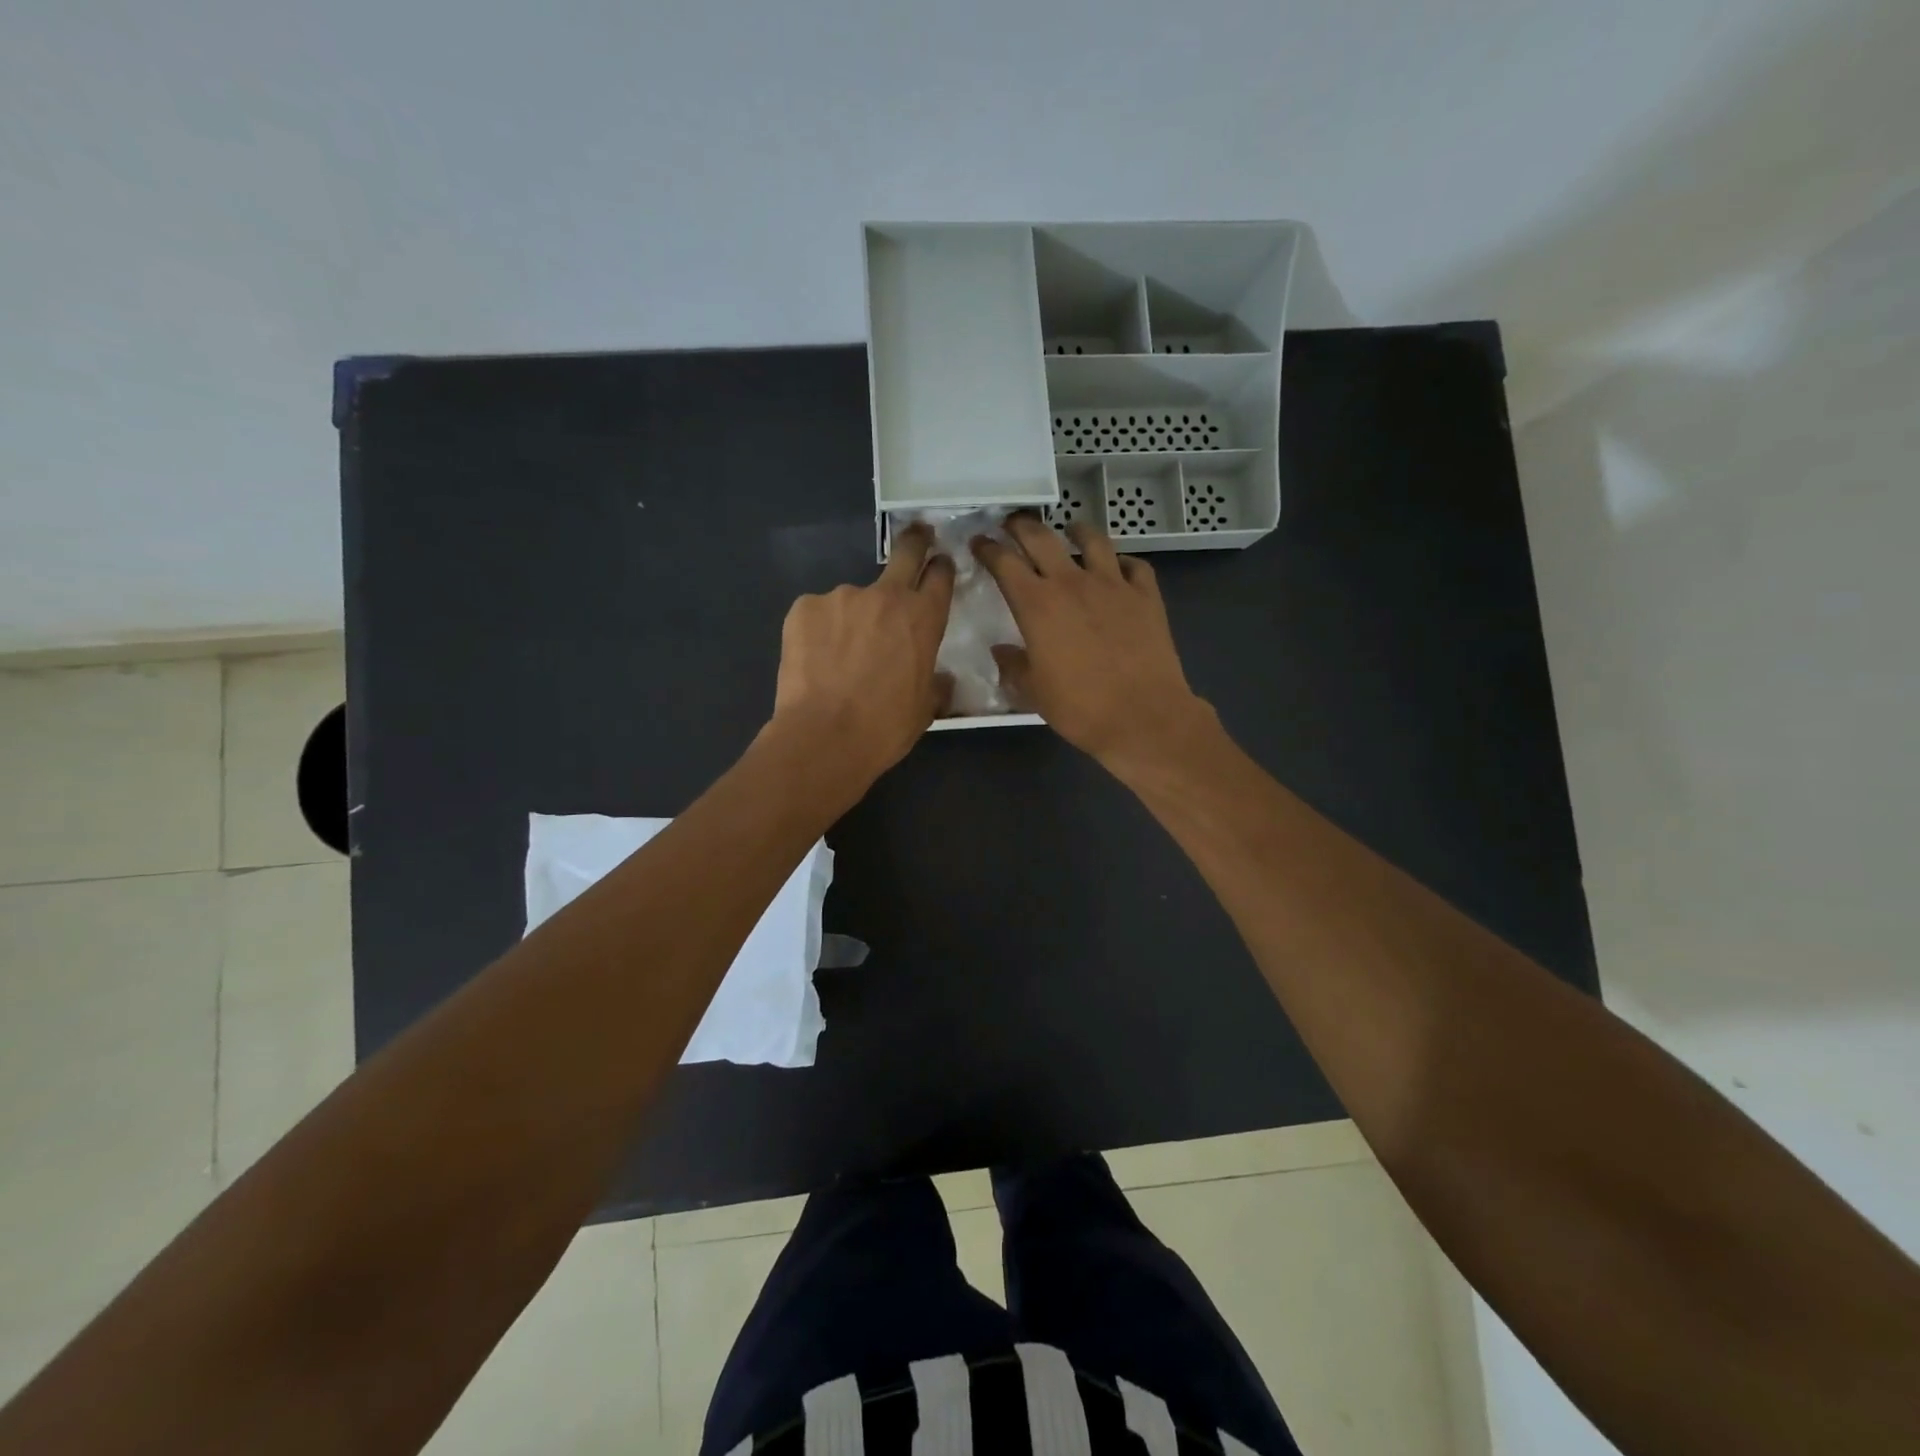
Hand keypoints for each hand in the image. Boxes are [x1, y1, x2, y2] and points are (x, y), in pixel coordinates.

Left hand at [769, 523, 955, 786]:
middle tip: (917, 537)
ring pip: (852, 599)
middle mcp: (885, 596)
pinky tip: (815, 660)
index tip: (939, 565)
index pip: (940, 576)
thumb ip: (935, 682)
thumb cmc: (884, 727)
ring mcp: (841, 597)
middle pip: (905, 552)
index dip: (941, 568)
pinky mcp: (804, 607)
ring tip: (839, 656)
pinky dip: (819, 631)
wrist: (824, 737)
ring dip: (852, 618)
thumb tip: (940, 678)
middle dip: (914, 542)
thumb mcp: (925, 709)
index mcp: (923, 618)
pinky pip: (818, 614)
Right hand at [972, 513, 1214, 772]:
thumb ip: (1014, 666)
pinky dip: (1122, 562)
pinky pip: (1134, 565)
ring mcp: (1113, 584)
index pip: (1004, 563)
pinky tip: (1118, 568)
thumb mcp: (1034, 692)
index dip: (988, 549)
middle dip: (1021, 525)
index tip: (980, 542)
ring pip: (1092, 540)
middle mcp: (1072, 583)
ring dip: (1076, 530)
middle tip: (1013, 523)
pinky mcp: (1146, 595)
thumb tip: (1002, 651)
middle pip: (1041, 538)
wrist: (1143, 716)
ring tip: (1070, 530)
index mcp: (1037, 605)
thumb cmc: (1080, 707)